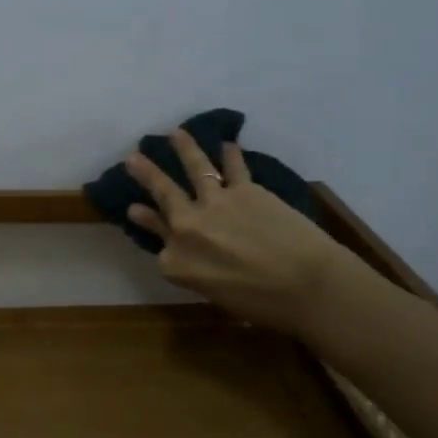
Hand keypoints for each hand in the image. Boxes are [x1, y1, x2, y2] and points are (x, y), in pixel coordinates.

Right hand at [126, 129, 350, 334]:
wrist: (305, 285)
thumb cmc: (260, 304)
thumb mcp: (214, 293)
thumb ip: (194, 270)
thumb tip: (186, 253)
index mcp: (176, 262)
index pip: (158, 243)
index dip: (151, 228)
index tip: (137, 213)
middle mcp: (186, 227)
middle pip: (162, 194)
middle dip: (145, 173)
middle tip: (132, 157)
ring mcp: (214, 203)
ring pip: (194, 168)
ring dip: (184, 148)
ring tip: (175, 133)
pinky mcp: (244, 190)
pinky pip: (233, 167)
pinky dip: (230, 154)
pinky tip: (227, 144)